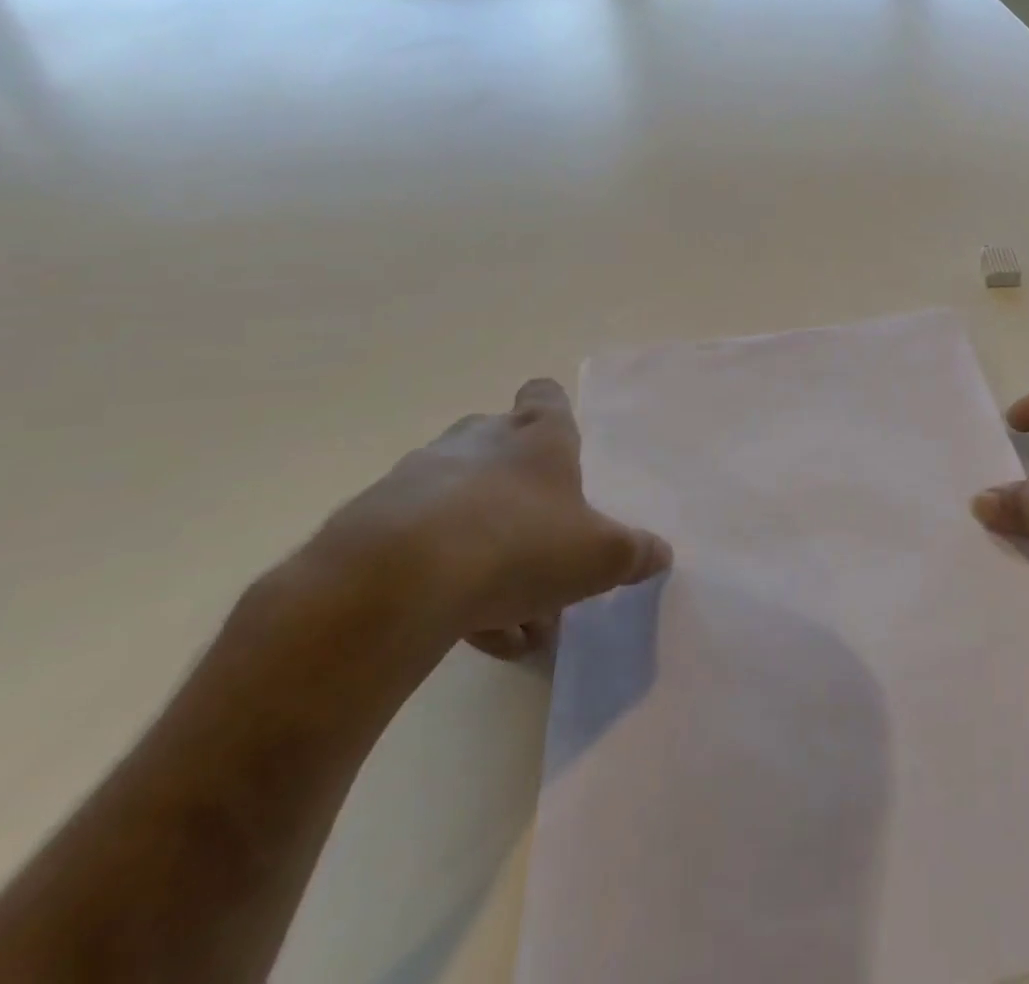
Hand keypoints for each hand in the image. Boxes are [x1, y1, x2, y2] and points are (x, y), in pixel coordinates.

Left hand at [316, 378, 670, 659]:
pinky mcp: (369, 525)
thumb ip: (634, 553)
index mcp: (536, 436)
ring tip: (509, 615)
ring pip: (460, 507)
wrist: (393, 584)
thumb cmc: (520, 544)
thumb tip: (660, 554)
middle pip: (499, 447)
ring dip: (484, 549)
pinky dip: (443, 582)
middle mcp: (476, 442)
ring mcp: (417, 479)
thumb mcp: (599, 556)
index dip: (554, 413)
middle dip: (520, 492)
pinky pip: (419, 548)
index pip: (545, 396)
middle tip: (542, 545)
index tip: (561, 446)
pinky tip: (466, 631)